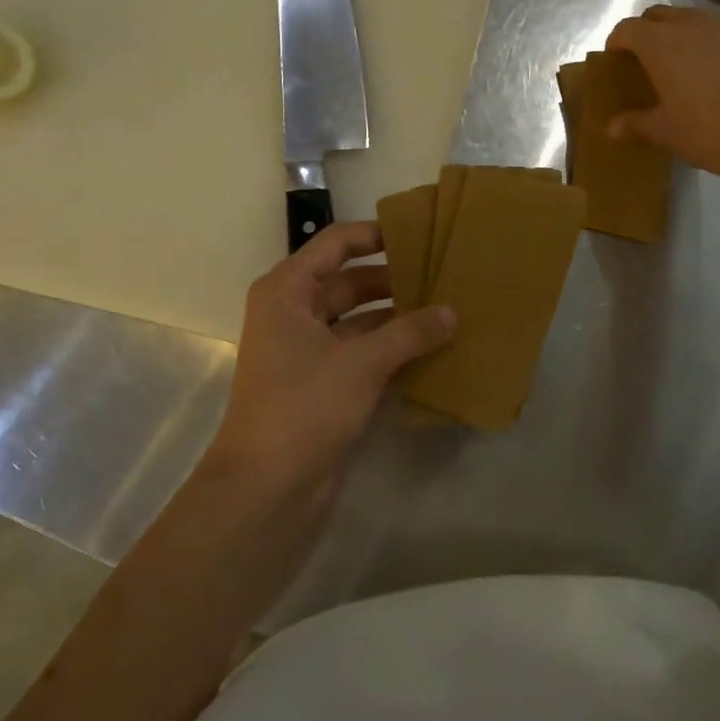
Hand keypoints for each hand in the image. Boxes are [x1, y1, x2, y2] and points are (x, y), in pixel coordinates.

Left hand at [208, 221, 454, 509]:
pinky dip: (391, 348)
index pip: (336, 244)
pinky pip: (362, 351)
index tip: (420, 233)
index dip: (375, 234)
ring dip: (397, 317)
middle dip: (395, 280)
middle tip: (445, 275)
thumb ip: (410, 332)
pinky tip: (432, 348)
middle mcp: (294, 313)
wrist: (267, 487)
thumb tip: (452, 312)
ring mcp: (308, 350)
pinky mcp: (323, 382)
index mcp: (288, 291)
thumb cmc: (304, 407)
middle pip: (350, 281)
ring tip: (447, 309)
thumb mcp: (362, 362)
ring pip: (360, 319)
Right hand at [605, 6, 719, 180]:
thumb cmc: (706, 131)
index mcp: (660, 44)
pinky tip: (718, 70)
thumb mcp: (664, 131)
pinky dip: (713, 43)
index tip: (615, 57)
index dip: (617, 41)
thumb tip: (612, 128)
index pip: (628, 29)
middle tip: (645, 58)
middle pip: (660, 15)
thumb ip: (636, 123)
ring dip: (682, 33)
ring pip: (694, 19)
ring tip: (683, 63)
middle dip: (647, 31)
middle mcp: (691, 24)